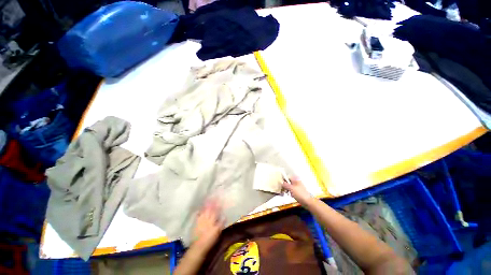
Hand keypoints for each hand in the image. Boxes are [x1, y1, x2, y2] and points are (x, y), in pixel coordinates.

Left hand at [193, 200, 223, 251]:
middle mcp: (207, 218)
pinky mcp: (196, 222)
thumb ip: (221, 223)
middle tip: (214, 195)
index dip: (218, 204)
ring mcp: (201, 219)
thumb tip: (225, 215)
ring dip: (207, 204)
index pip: (216, 210)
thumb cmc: (210, 240)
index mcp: (213, 220)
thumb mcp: (218, 232)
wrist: (198, 246)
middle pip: (210, 208)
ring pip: (204, 209)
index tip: (220, 198)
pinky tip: (201, 207)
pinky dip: (200, 210)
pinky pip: (198, 214)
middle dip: (212, 201)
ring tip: (208, 198)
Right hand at [282, 177, 312, 205]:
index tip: (280, 185)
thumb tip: (281, 182)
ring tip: (286, 193)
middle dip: (285, 186)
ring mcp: (298, 187)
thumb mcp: (291, 188)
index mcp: (295, 180)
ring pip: (290, 186)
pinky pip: (292, 190)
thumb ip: (285, 184)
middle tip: (283, 190)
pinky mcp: (299, 192)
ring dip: (287, 190)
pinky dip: (290, 192)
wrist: (308, 202)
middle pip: (288, 182)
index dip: (283, 180)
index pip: (287, 177)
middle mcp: (297, 182)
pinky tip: (290, 195)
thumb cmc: (299, 194)